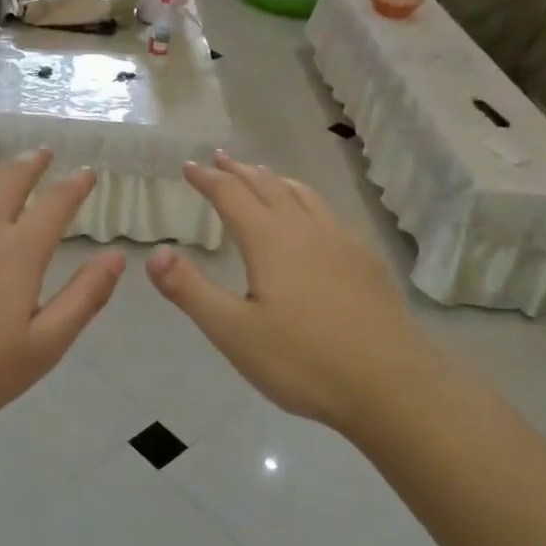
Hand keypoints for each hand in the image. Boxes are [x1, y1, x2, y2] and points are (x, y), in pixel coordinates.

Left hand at [0, 151, 125, 435]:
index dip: (75, 185)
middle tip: (44, 154)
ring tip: (1, 171)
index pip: (56, 204)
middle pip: (11, 180)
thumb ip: (83, 298)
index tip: (88, 172)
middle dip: (33, 163)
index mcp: (19, 252)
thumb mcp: (43, 347)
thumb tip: (116, 256)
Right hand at [147, 152, 441, 432]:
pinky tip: (312, 222)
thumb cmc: (303, 361)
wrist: (392, 386)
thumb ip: (190, 290)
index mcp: (271, 241)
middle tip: (221, 159)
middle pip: (268, 187)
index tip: (190, 167)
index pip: (232, 196)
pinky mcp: (366, 262)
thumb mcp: (233, 332)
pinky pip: (328, 214)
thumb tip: (154, 253)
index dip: (208, 179)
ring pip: (304, 196)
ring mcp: (343, 243)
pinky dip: (306, 201)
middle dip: (240, 171)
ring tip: (263, 176)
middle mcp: (307, 230)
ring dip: (276, 181)